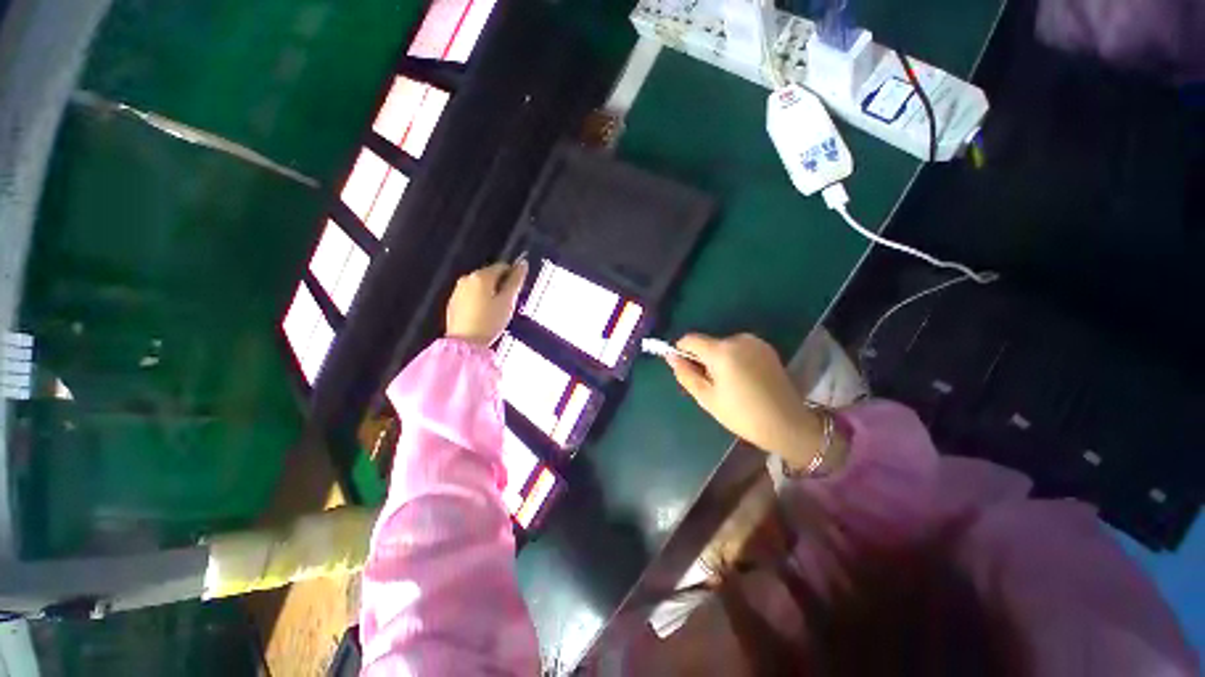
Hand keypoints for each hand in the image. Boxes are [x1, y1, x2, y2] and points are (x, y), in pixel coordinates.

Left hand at [445, 260, 527, 346]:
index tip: (516, 293)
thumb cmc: (490, 321)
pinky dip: (479, 301)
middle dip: (500, 286)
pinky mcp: (453, 302)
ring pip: (480, 286)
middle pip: (490, 275)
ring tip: (496, 311)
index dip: (512, 277)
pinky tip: (483, 315)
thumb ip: (516, 281)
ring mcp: (458, 290)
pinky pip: (471, 296)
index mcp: (481, 276)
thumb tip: (523, 263)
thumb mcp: (507, 301)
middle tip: (507, 304)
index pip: (502, 267)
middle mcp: (467, 278)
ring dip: (490, 294)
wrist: (465, 343)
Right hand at [668, 333, 823, 465]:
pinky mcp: (767, 348)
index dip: (681, 351)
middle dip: (703, 359)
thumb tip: (670, 356)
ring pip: (723, 346)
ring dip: (719, 359)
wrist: (788, 423)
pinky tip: (745, 380)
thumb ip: (685, 374)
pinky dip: (735, 359)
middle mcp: (737, 339)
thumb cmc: (742, 414)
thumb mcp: (707, 398)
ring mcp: (755, 342)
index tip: (685, 369)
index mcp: (721, 351)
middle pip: (708, 343)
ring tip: (731, 385)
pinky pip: (739, 348)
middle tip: (711, 385)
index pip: (689, 339)